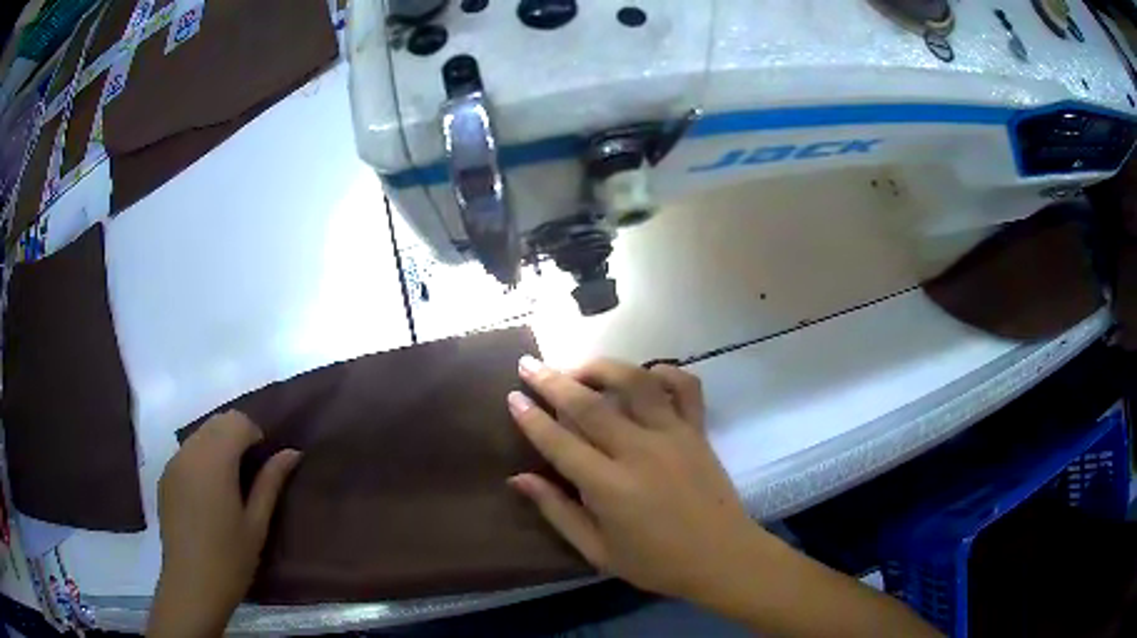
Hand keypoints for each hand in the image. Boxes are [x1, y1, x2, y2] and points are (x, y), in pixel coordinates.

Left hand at [148, 411, 300, 637]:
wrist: (192, 584)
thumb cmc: (230, 558)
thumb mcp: (257, 523)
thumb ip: (271, 482)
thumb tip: (292, 452)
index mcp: (214, 461)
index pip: (237, 421)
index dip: (255, 434)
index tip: (263, 464)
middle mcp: (190, 452)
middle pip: (217, 422)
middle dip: (237, 436)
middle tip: (250, 473)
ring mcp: (174, 463)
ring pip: (200, 434)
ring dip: (218, 446)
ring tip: (229, 484)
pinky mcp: (165, 477)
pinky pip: (187, 452)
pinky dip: (201, 458)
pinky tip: (208, 495)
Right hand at [507, 356, 764, 602]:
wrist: (722, 557)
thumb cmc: (656, 563)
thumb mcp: (598, 551)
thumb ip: (557, 512)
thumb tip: (519, 479)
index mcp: (610, 487)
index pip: (560, 442)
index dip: (532, 418)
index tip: (513, 396)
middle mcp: (640, 452)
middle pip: (590, 405)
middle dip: (554, 381)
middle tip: (529, 364)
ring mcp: (674, 435)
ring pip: (636, 383)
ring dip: (603, 367)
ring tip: (580, 368)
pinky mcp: (699, 430)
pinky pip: (686, 387)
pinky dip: (665, 372)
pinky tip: (646, 375)